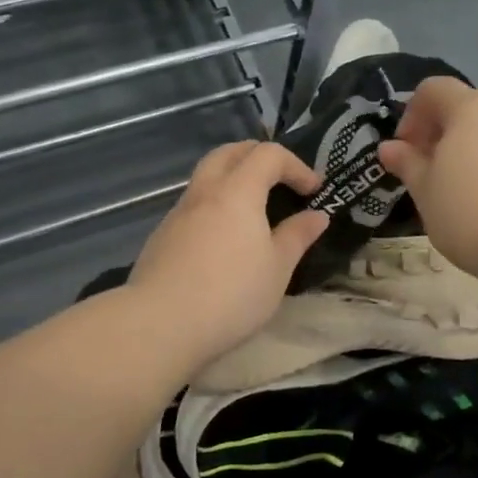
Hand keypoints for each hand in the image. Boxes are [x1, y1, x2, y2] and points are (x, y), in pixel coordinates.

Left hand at [130, 141, 330, 369]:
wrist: (159, 325)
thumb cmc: (231, 295)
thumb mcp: (277, 269)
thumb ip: (297, 236)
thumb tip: (317, 215)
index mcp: (237, 192)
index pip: (268, 155)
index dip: (295, 166)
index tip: (313, 191)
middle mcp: (204, 192)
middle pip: (229, 153)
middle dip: (258, 157)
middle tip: (279, 180)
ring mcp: (177, 213)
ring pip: (206, 177)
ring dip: (232, 179)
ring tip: (252, 211)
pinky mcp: (161, 236)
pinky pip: (192, 205)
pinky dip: (213, 206)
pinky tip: (222, 241)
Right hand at [378, 77, 477, 281]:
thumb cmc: (470, 213)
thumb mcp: (425, 191)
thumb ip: (407, 163)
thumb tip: (389, 147)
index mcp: (470, 109)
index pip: (433, 89)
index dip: (412, 114)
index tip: (406, 151)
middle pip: (467, 109)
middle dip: (443, 134)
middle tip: (430, 173)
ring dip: (473, 151)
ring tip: (464, 192)